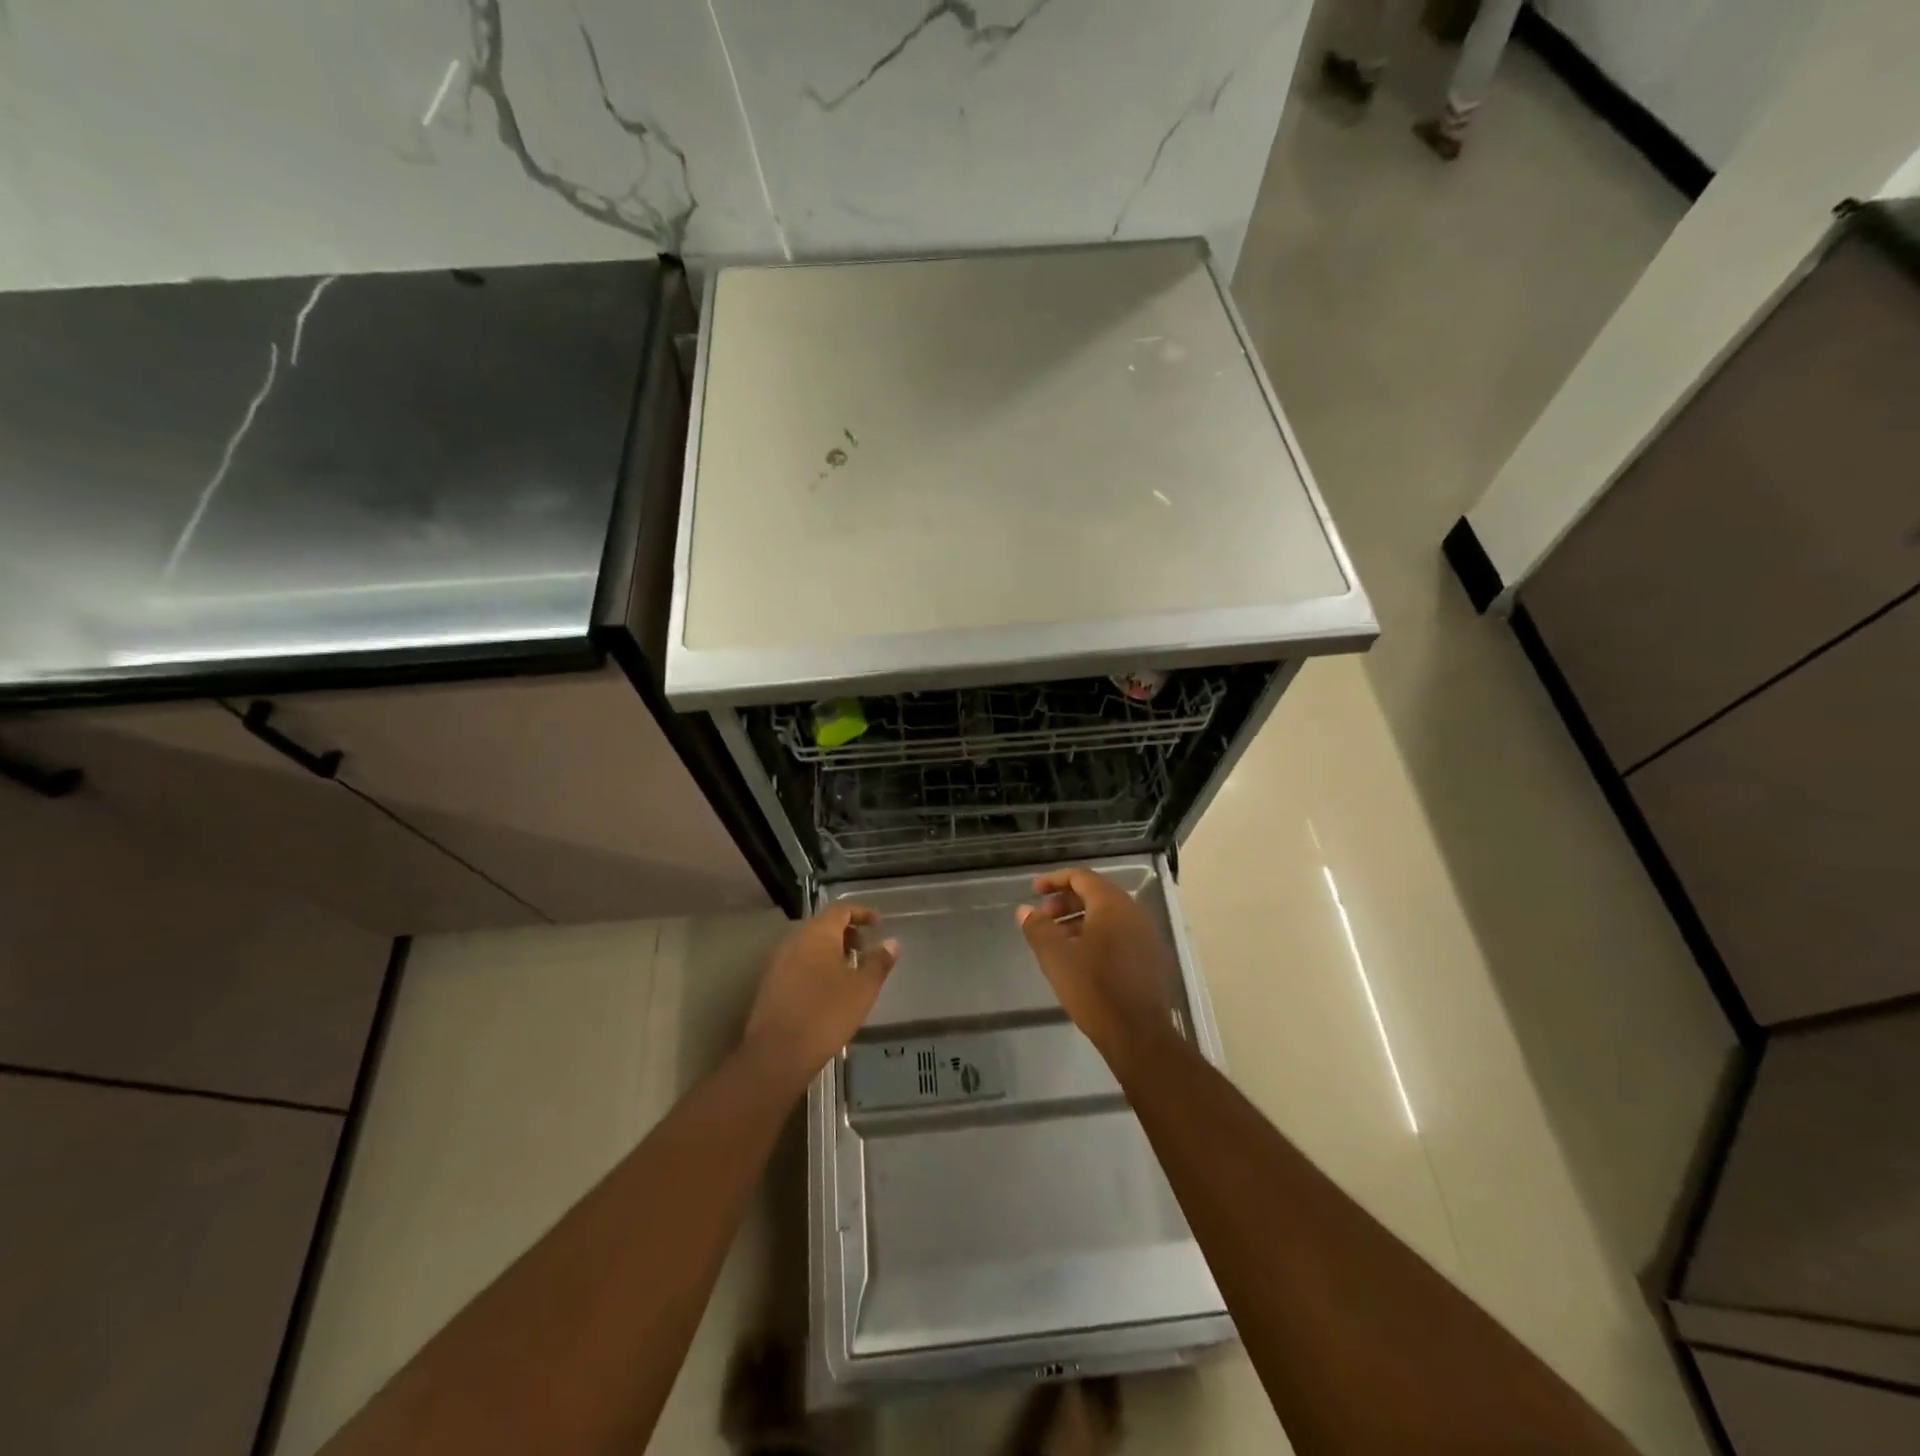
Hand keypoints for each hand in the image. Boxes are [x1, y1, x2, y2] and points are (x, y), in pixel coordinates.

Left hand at [744, 905, 897, 1090]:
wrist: (778, 1053)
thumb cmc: (827, 1013)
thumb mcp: (863, 988)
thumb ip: (879, 962)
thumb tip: (891, 942)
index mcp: (818, 933)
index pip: (840, 909)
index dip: (861, 913)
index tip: (878, 924)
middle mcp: (795, 940)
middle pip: (823, 925)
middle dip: (847, 933)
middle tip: (865, 949)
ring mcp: (779, 962)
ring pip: (810, 945)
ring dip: (831, 950)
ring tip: (850, 971)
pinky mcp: (771, 984)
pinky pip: (799, 963)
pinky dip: (817, 966)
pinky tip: (828, 990)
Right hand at [1018, 867, 1179, 1069]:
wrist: (1138, 1035)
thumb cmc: (1094, 989)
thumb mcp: (1056, 956)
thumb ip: (1038, 928)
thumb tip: (1025, 910)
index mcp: (1112, 904)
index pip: (1081, 877)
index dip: (1054, 880)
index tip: (1033, 890)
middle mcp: (1133, 912)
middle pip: (1095, 894)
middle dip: (1064, 902)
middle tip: (1041, 918)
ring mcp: (1145, 935)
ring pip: (1107, 915)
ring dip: (1078, 920)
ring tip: (1056, 940)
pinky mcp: (1149, 957)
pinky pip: (1118, 933)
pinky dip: (1095, 935)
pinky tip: (1079, 958)